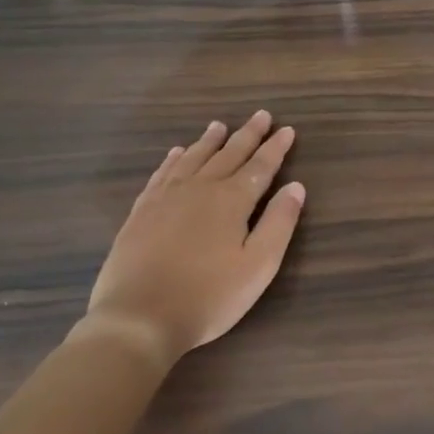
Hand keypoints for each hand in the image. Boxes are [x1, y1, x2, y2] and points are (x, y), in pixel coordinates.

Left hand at [79, 111, 304, 371]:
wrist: (138, 319)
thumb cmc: (208, 296)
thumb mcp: (258, 266)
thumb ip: (279, 223)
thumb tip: (296, 186)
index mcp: (231, 201)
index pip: (260, 167)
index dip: (275, 148)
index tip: (287, 129)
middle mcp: (199, 189)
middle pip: (228, 155)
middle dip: (248, 135)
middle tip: (261, 115)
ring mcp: (166, 199)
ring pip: (192, 159)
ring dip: (209, 141)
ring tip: (219, 125)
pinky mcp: (141, 213)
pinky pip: (161, 175)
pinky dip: (172, 160)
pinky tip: (175, 154)